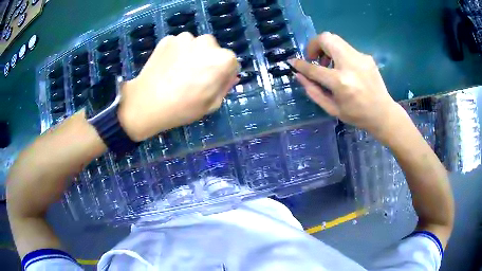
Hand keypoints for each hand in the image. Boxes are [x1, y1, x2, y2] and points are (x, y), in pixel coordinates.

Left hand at [119, 33, 238, 141]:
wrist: (146, 103)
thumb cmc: (183, 108)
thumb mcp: (212, 104)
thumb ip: (225, 86)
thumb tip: (231, 75)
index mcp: (223, 59)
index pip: (231, 63)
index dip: (223, 74)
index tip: (212, 83)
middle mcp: (207, 42)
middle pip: (214, 50)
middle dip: (208, 60)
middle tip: (193, 77)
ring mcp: (185, 38)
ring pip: (195, 45)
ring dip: (192, 54)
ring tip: (178, 72)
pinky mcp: (168, 39)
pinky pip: (178, 45)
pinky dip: (176, 52)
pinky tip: (167, 67)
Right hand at [289, 32, 403, 139]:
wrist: (383, 113)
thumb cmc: (357, 115)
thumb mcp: (332, 108)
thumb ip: (313, 91)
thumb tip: (299, 75)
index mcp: (341, 82)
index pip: (314, 68)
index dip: (300, 64)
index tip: (293, 61)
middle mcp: (350, 64)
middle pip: (326, 39)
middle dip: (314, 45)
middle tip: (314, 59)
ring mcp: (360, 58)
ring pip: (336, 40)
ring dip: (326, 49)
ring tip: (329, 65)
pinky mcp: (366, 56)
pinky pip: (346, 48)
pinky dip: (338, 54)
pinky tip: (343, 69)